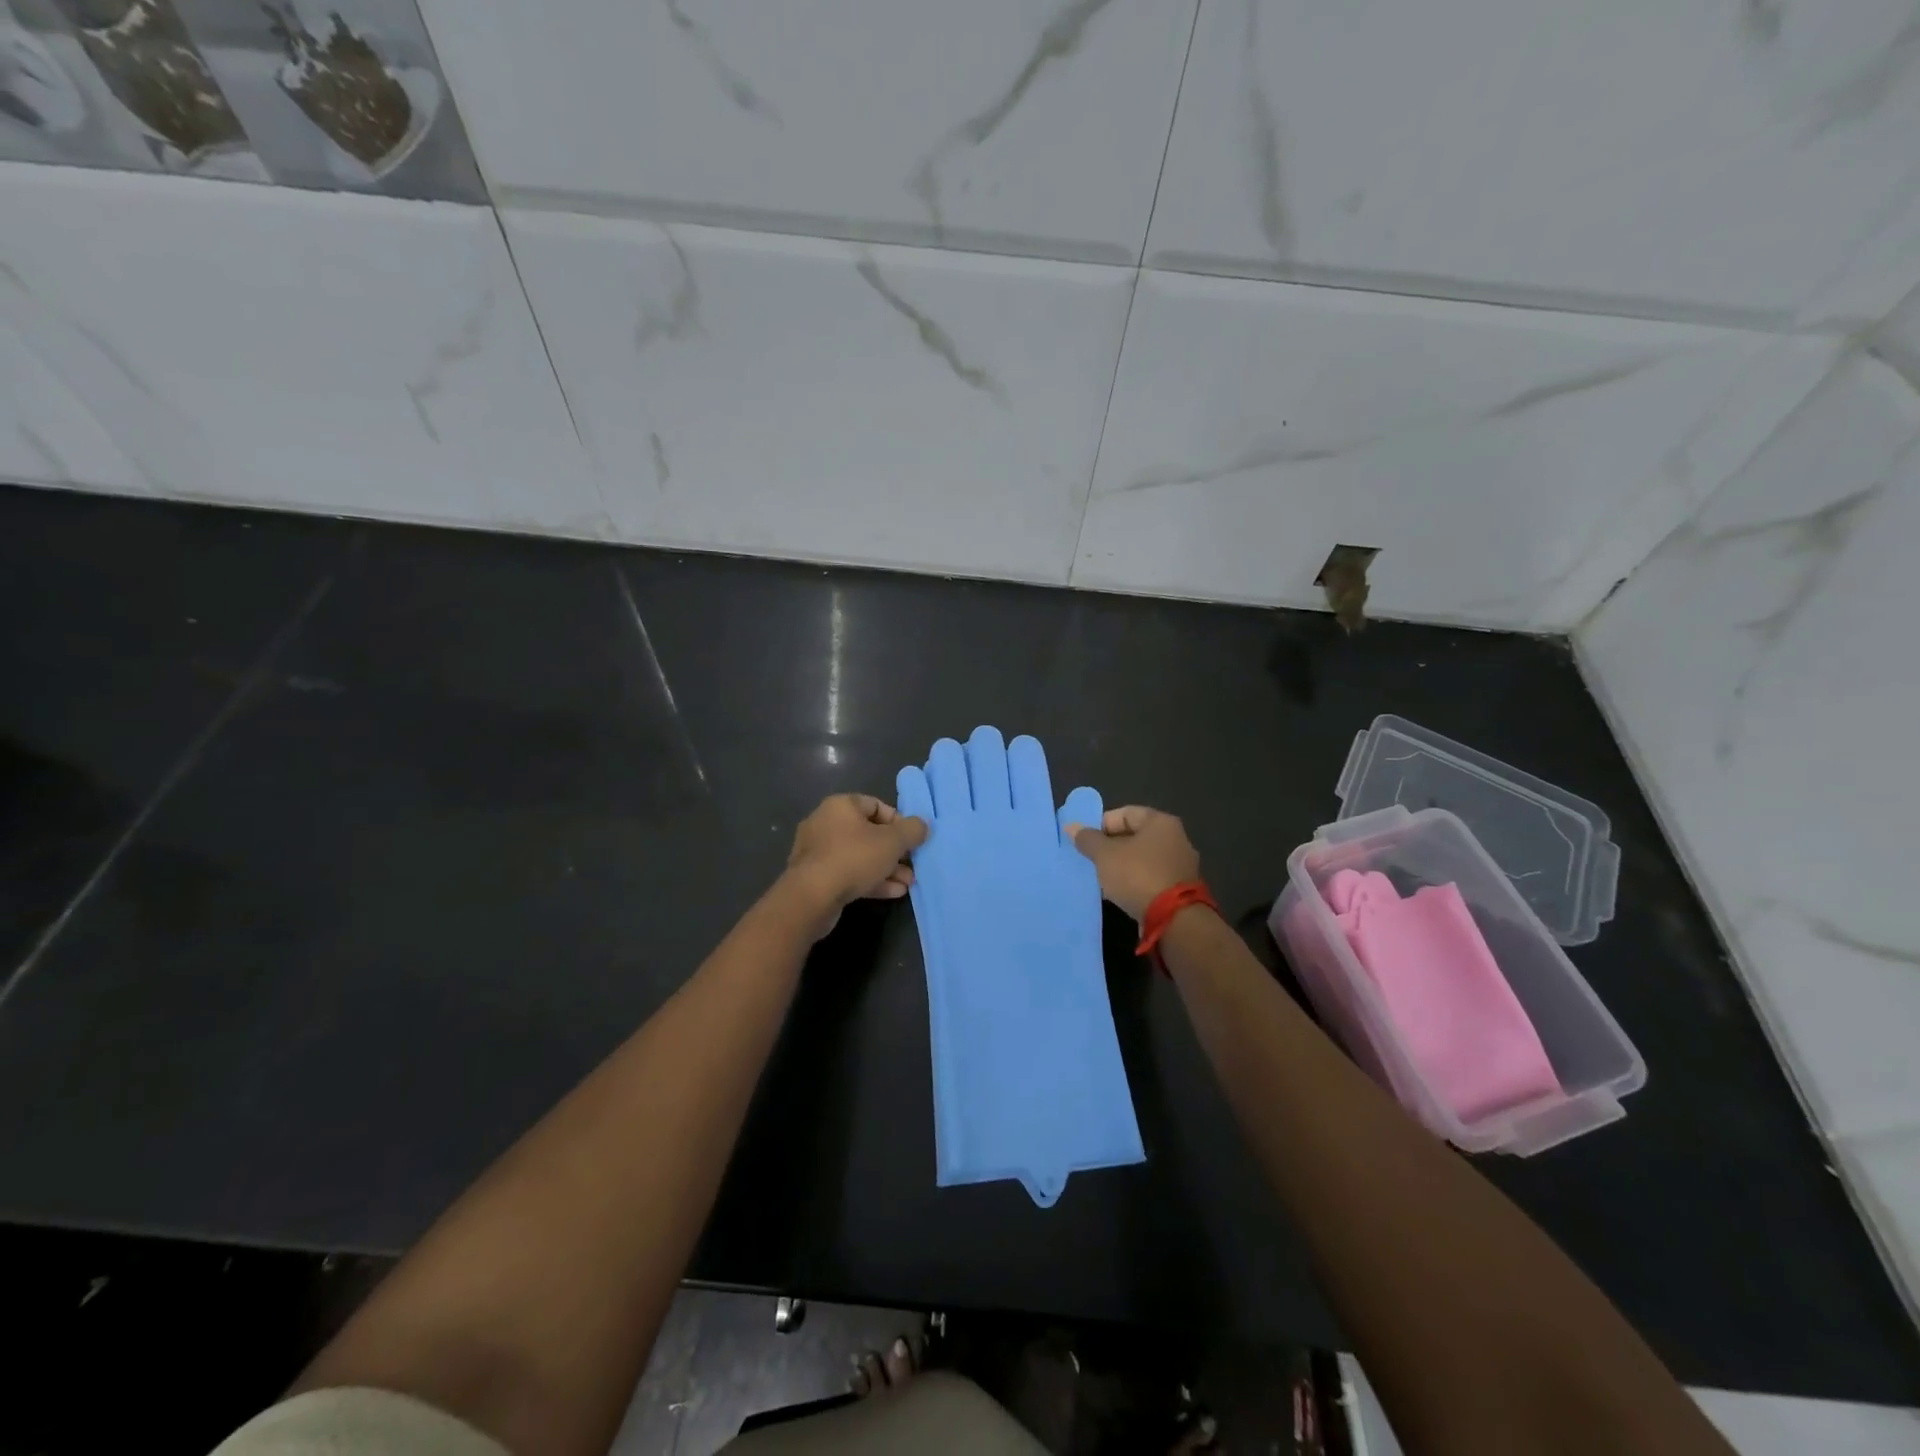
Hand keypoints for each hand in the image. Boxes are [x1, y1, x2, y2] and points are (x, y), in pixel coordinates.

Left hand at [783, 793, 928, 936]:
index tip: (913, 838)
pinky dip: (870, 880)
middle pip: (869, 833)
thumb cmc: (854, 858)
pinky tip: (893, 892)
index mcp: (841, 806)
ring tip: (908, 883)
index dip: (898, 821)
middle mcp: (826, 823)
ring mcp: (818, 852)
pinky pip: (848, 873)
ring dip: (886, 868)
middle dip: (894, 851)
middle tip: (913, 864)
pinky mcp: (816, 877)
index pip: (876, 805)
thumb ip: (912, 830)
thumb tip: (923, 824)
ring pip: (860, 856)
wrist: (811, 897)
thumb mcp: (893, 842)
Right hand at [1065, 805, 1200, 921]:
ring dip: (1123, 865)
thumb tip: (1071, 826)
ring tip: (1102, 878)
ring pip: (1143, 858)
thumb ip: (1088, 839)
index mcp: (1161, 822)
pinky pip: (1151, 877)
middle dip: (1111, 846)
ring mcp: (1181, 865)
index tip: (1086, 841)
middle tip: (1091, 859)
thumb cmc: (1138, 876)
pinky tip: (1120, 893)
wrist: (1174, 919)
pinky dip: (1135, 881)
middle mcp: (1176, 839)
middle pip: (1135, 836)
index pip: (1126, 813)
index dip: (1102, 824)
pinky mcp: (1181, 889)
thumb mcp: (1105, 855)